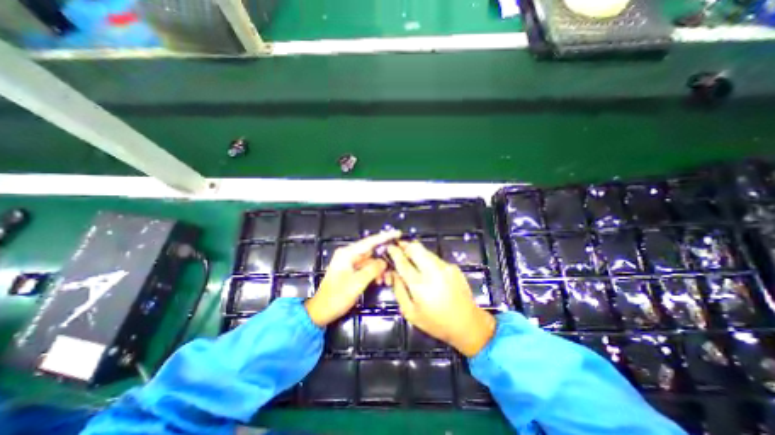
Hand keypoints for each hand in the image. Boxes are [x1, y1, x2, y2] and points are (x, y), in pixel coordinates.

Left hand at [305, 232, 398, 325]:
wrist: (321, 311)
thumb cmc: (337, 296)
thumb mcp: (357, 283)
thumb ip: (373, 269)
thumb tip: (384, 262)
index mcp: (348, 253)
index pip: (370, 241)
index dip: (385, 237)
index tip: (398, 233)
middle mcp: (349, 255)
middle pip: (372, 251)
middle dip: (384, 258)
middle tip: (397, 263)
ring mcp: (350, 262)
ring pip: (371, 261)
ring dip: (380, 269)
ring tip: (386, 279)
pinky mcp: (352, 271)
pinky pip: (367, 268)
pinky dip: (374, 273)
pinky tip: (379, 281)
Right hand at [388, 242, 495, 355]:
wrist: (468, 323)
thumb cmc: (436, 322)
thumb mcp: (410, 313)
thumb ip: (399, 290)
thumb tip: (393, 273)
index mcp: (420, 285)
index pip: (403, 262)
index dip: (394, 252)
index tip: (389, 246)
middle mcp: (433, 271)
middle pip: (415, 248)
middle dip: (405, 245)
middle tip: (398, 248)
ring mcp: (445, 267)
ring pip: (425, 251)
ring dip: (416, 252)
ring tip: (411, 260)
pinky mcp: (453, 267)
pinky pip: (435, 258)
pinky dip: (427, 260)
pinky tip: (427, 270)